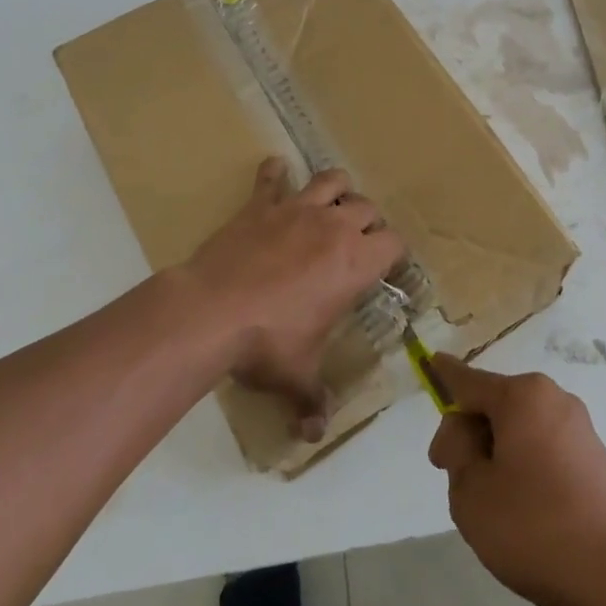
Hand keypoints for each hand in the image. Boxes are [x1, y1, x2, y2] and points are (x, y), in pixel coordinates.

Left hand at [178, 157, 403, 441]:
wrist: (211, 311)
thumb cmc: (267, 343)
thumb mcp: (296, 376)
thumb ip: (312, 401)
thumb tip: (314, 435)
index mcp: (355, 263)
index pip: (394, 244)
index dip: (394, 254)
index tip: (387, 266)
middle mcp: (334, 227)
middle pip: (367, 207)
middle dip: (368, 221)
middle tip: (357, 240)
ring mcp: (296, 210)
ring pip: (331, 180)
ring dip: (336, 188)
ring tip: (332, 201)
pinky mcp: (260, 205)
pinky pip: (272, 178)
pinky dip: (275, 173)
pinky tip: (275, 170)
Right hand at [426, 356, 605, 605]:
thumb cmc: (532, 525)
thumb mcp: (471, 489)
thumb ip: (456, 449)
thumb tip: (465, 430)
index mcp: (523, 395)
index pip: (469, 380)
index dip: (445, 376)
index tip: (430, 363)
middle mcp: (553, 399)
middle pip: (496, 405)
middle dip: (470, 433)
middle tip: (453, 478)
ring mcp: (579, 429)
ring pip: (520, 430)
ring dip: (498, 454)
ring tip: (491, 506)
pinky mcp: (594, 460)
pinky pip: (544, 450)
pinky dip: (525, 468)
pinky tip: (524, 513)